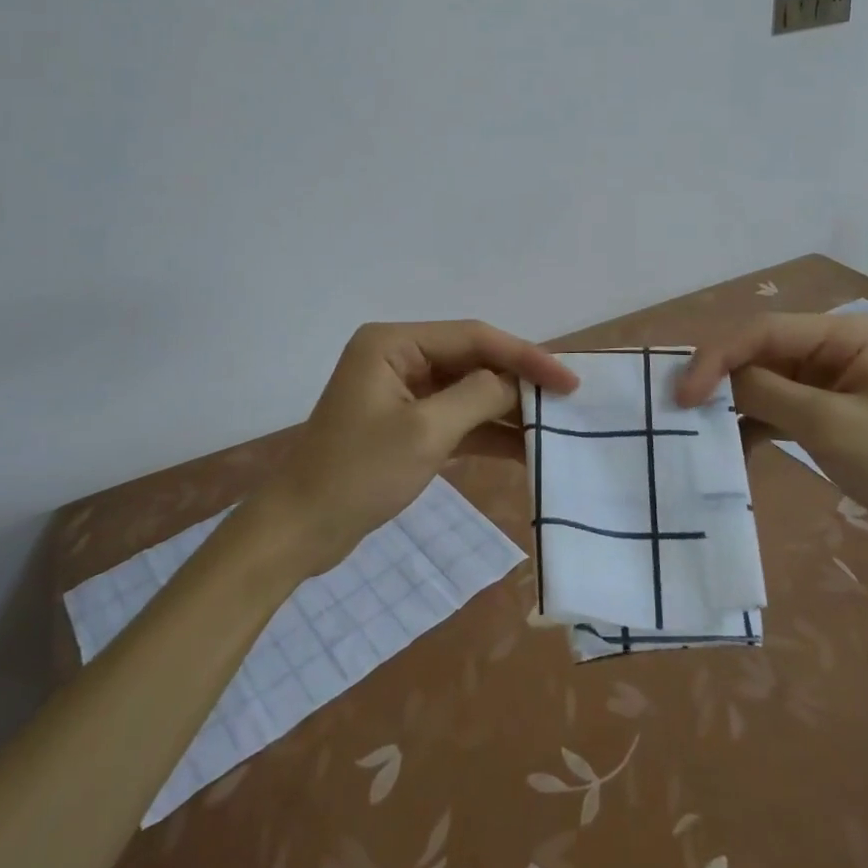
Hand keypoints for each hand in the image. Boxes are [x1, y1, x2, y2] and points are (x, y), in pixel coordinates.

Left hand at [243, 321, 578, 575]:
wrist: (300, 531)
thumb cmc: (358, 475)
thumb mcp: (425, 433)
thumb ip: (477, 397)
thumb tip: (515, 382)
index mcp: (394, 343)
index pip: (473, 337)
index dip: (524, 355)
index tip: (568, 379)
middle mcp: (398, 355)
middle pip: (472, 359)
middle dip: (518, 381)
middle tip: (568, 399)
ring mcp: (402, 389)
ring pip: (467, 389)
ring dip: (506, 409)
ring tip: (553, 425)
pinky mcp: (405, 422)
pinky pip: (455, 417)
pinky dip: (486, 432)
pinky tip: (524, 449)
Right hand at [676, 312, 867, 561]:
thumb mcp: (830, 425)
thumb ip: (766, 393)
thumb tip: (713, 382)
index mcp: (842, 333)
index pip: (762, 333)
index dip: (716, 358)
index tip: (683, 395)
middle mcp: (833, 348)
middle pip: (760, 354)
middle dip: (721, 380)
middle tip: (679, 410)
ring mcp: (831, 381)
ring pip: (764, 382)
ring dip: (734, 406)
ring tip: (698, 431)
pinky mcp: (829, 413)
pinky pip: (779, 409)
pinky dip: (754, 426)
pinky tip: (732, 450)